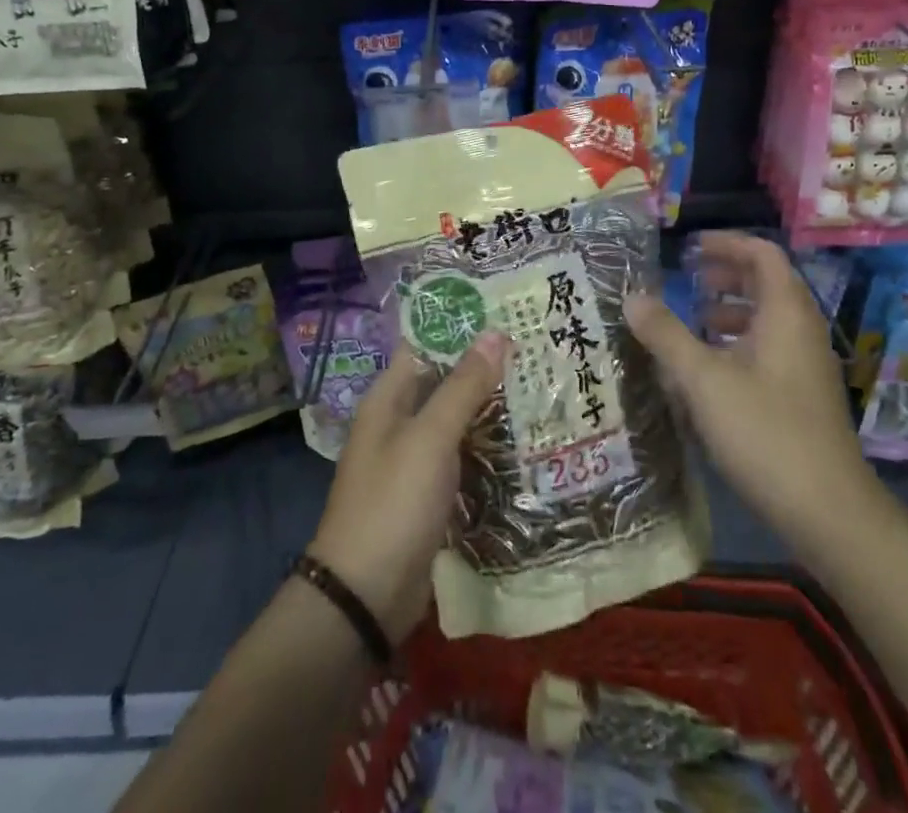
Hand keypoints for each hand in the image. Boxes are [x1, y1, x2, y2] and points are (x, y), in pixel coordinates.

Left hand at [309, 333, 506, 642]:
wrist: (366, 596)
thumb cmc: (393, 502)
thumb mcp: (430, 438)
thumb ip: (463, 386)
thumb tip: (496, 333)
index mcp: (389, 397)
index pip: (427, 345)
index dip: (462, 327)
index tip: (507, 311)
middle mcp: (399, 421)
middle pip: (445, 380)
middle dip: (485, 367)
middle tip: (537, 347)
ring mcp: (414, 459)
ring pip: (457, 419)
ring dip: (491, 406)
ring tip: (541, 385)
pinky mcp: (430, 493)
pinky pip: (462, 455)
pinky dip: (487, 445)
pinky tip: (524, 439)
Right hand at [625, 232, 867, 546]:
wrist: (828, 512)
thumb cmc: (765, 431)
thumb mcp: (703, 379)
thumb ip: (666, 334)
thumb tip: (632, 296)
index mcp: (786, 313)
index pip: (762, 254)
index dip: (727, 243)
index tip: (690, 249)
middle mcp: (801, 331)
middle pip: (766, 284)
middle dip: (726, 276)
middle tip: (687, 279)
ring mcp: (806, 366)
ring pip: (767, 320)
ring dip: (730, 311)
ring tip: (692, 322)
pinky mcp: (802, 397)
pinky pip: (769, 351)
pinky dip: (737, 344)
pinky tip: (708, 371)